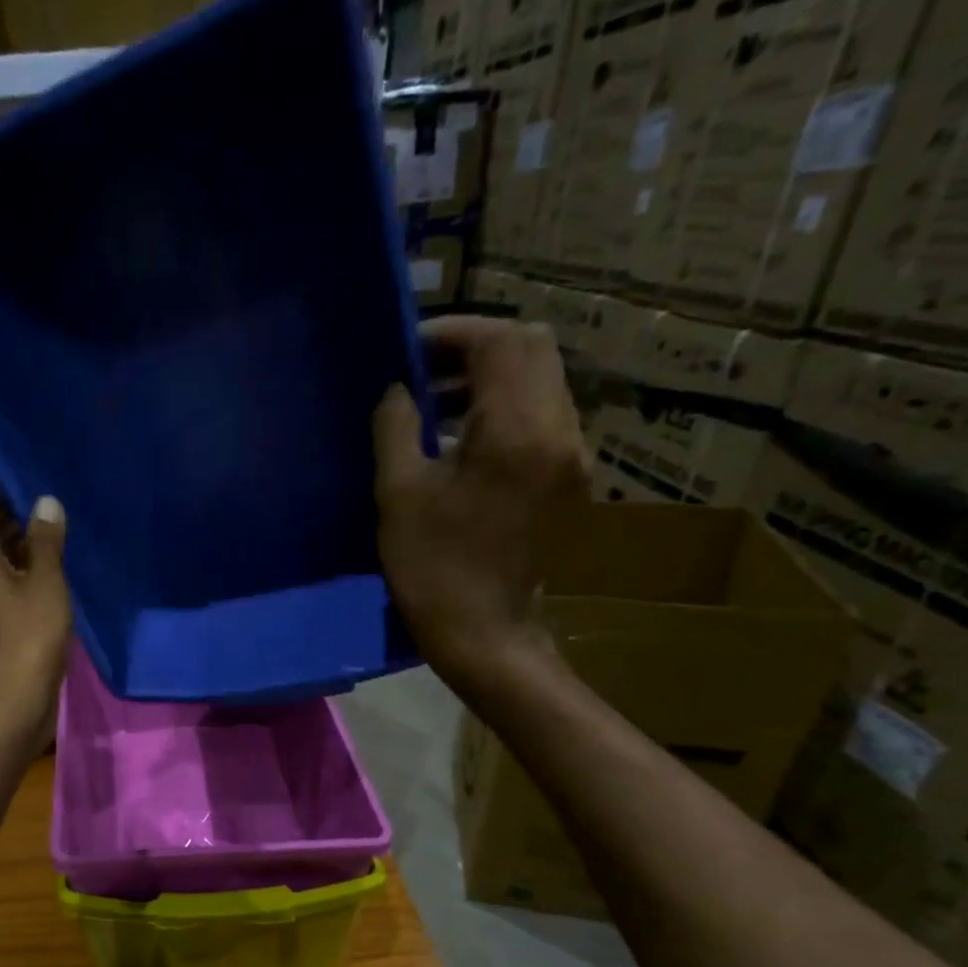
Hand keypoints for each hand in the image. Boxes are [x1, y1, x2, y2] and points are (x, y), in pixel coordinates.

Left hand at [0, 474, 70, 752]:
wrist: (9, 708)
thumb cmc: (25, 641)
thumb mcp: (44, 585)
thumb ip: (46, 541)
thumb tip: (46, 501)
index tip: (26, 465)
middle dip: (12, 506)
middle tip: (52, 489)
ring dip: (23, 537)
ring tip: (62, 520)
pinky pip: (9, 580)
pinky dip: (28, 567)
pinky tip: (60, 565)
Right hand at [374, 315, 588, 697]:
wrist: (484, 633)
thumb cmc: (432, 567)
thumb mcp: (398, 493)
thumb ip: (396, 427)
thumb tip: (397, 389)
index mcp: (518, 432)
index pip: (501, 342)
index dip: (453, 333)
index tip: (408, 351)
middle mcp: (560, 430)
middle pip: (532, 349)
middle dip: (475, 347)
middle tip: (422, 371)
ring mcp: (571, 454)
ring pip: (541, 379)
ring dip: (489, 376)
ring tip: (434, 403)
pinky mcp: (568, 476)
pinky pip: (542, 414)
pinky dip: (503, 406)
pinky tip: (460, 437)